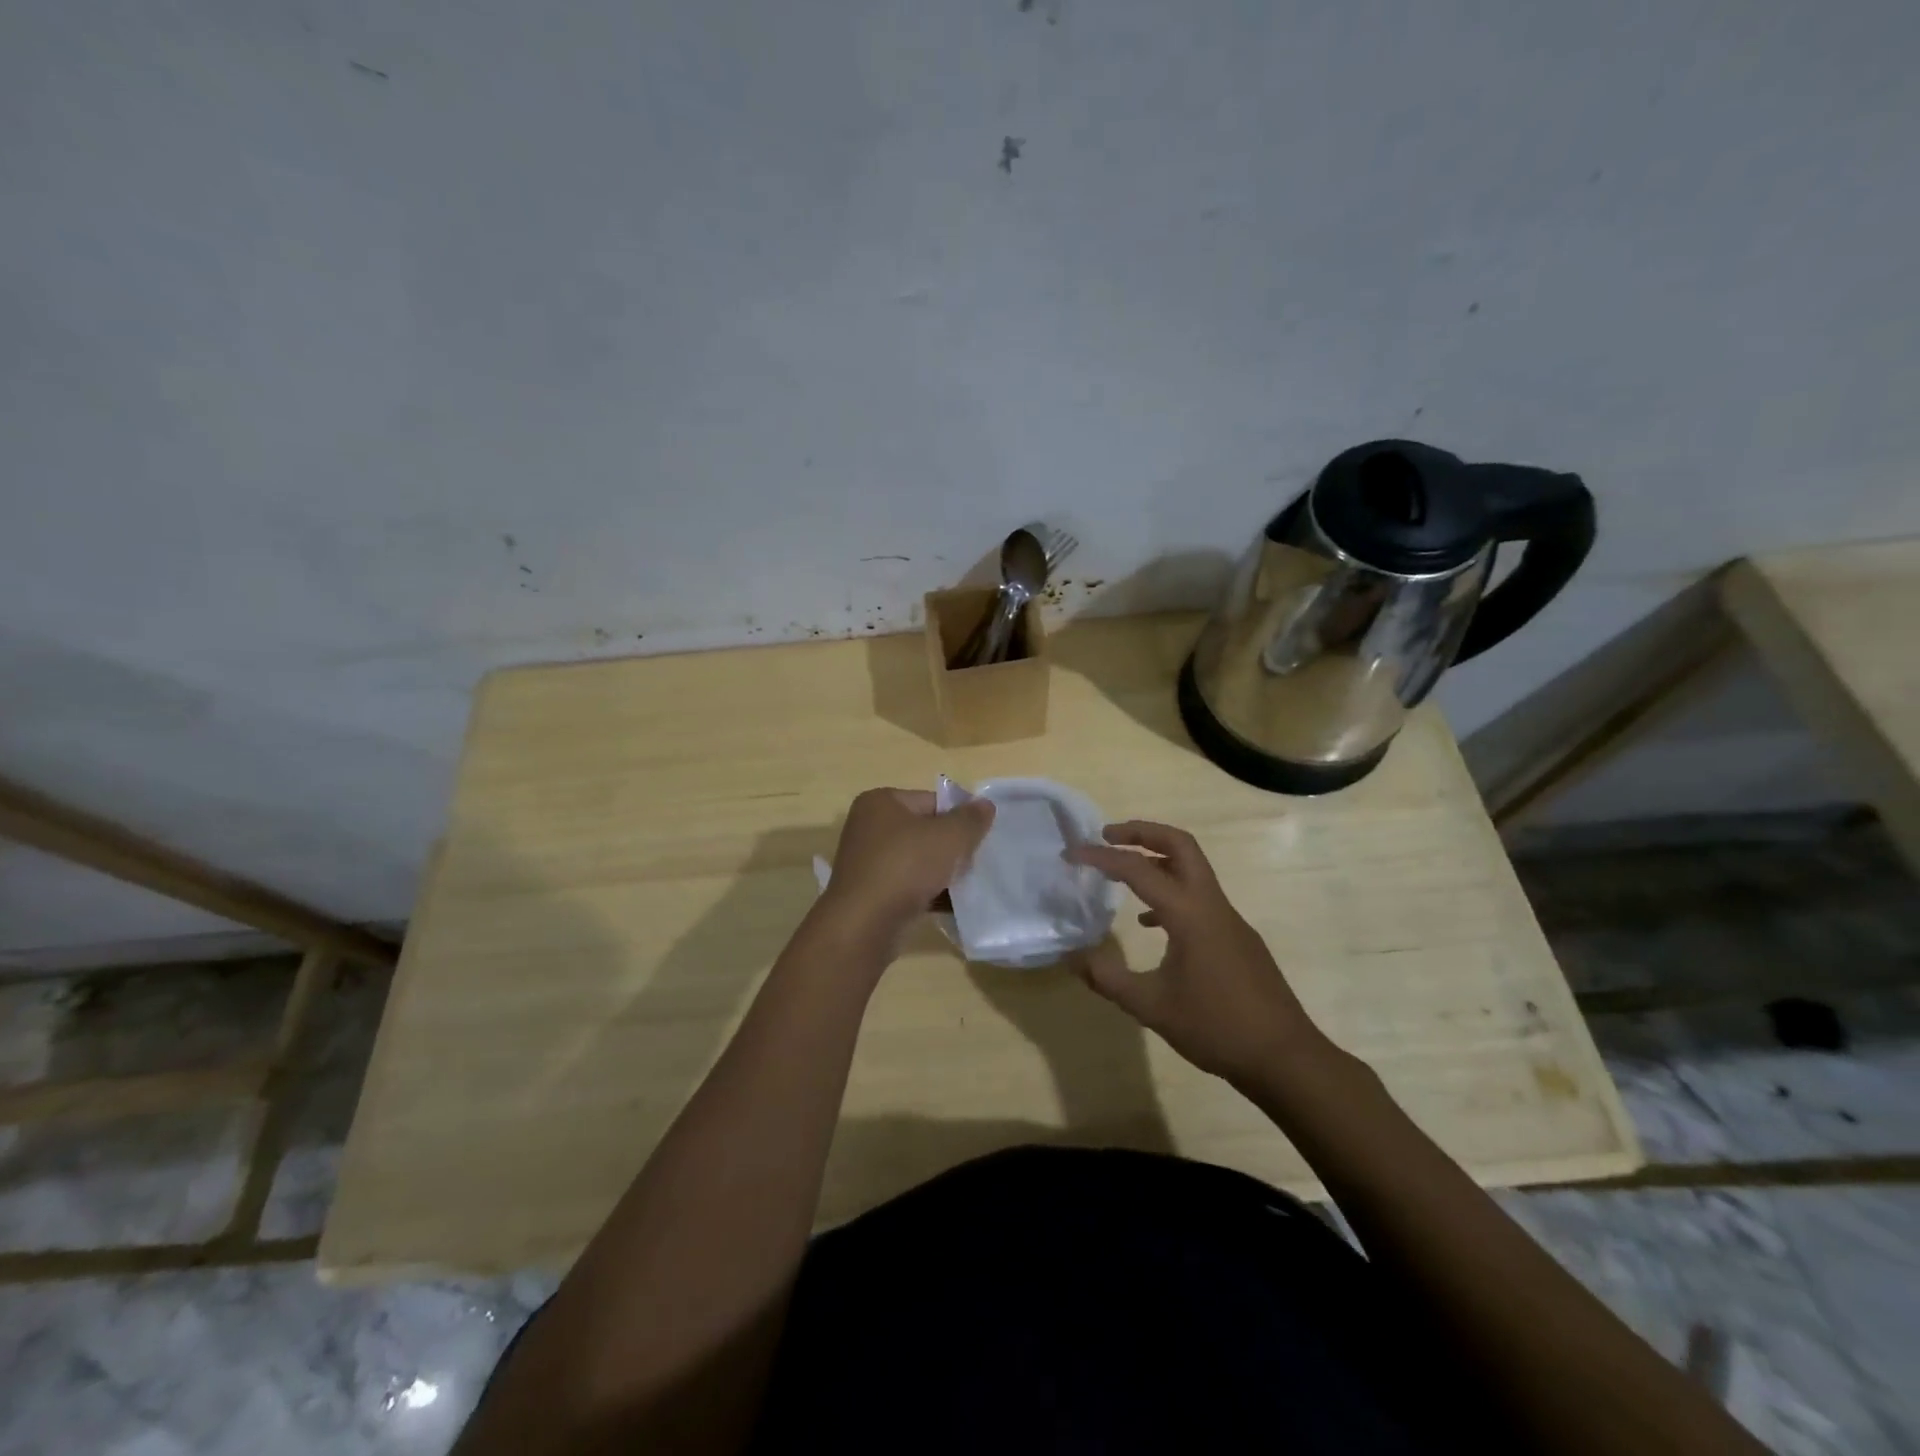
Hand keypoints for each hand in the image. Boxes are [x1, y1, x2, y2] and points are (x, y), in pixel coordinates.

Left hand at [819, 788, 994, 937]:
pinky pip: (909, 886)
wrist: (865, 925)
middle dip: (952, 848)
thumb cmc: (906, 867)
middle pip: (925, 831)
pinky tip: (953, 906)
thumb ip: (971, 819)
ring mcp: (868, 862)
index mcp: (881, 802)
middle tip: (976, 862)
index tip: (980, 838)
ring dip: (943, 873)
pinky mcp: (872, 893)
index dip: (960, 818)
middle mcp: (869, 827)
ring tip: (968, 886)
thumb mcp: (949, 837)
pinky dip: (930, 893)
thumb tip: (985, 805)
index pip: (932, 801)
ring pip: (918, 861)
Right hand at [1067, 821, 1321, 1084]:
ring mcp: (1229, 919)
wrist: (1284, 1057)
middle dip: (1141, 832)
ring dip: (1157, 859)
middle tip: (1107, 836)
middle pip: (1180, 844)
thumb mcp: (1152, 1007)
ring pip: (1192, 868)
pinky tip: (1150, 924)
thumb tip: (1072, 957)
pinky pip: (1199, 896)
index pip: (1138, 869)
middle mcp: (1211, 904)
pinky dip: (1171, 892)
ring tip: (1121, 872)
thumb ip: (1108, 979)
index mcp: (1189, 913)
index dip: (1101, 857)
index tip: (1072, 854)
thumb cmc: (1216, 1027)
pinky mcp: (1237, 936)